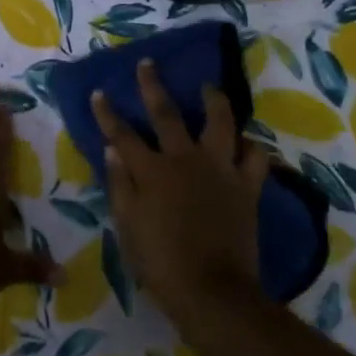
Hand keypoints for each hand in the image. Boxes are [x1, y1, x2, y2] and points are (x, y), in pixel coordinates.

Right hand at [91, 59, 269, 327]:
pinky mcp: (247, 186)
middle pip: (167, 114)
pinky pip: (255, 158)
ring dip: (213, 101)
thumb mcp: (128, 227)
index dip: (108, 113)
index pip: (123, 135)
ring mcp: (220, 170)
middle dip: (153, 86)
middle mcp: (185, 160)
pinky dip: (251, 147)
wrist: (212, 291)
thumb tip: (112, 150)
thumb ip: (120, 185)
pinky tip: (247, 142)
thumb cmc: (161, 263)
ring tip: (209, 87)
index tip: (100, 92)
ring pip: (220, 123)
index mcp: (152, 171)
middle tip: (149, 64)